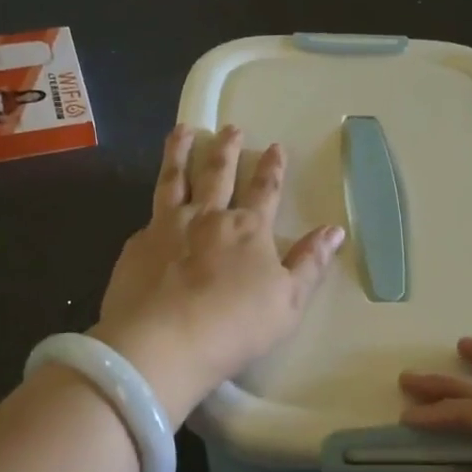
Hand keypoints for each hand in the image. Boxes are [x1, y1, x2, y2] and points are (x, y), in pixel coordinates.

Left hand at [95, 125, 344, 425]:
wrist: (163, 343)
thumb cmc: (234, 326)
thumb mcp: (288, 301)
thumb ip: (310, 263)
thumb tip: (335, 230)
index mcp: (247, 229)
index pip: (265, 190)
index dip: (272, 168)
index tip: (275, 147)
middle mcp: (207, 217)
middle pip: (218, 174)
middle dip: (227, 149)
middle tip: (230, 128)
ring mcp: (167, 227)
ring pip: (174, 179)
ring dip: (180, 153)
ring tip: (183, 131)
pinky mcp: (137, 245)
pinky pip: (149, 214)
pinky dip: (155, 201)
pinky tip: (153, 205)